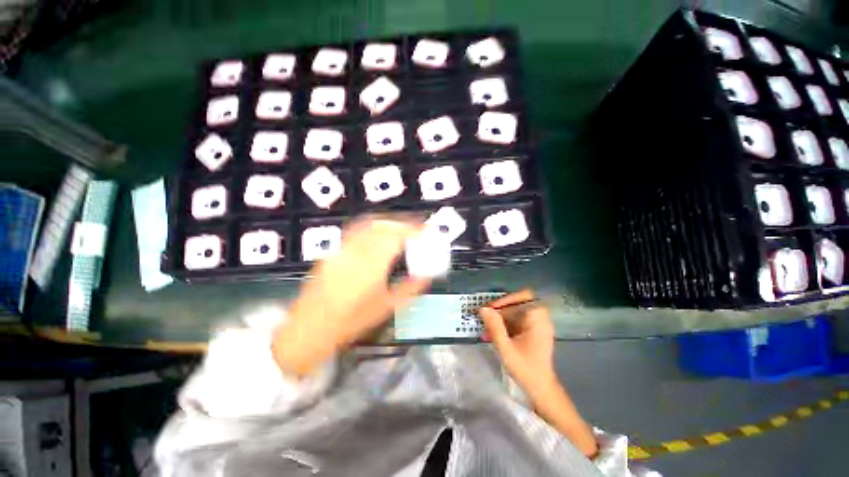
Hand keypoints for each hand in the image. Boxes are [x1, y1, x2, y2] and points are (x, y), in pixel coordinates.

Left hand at [272, 217, 430, 375]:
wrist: (309, 328)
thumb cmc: (350, 322)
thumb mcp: (386, 308)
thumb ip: (409, 288)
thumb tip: (426, 275)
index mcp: (371, 268)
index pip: (395, 237)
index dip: (413, 230)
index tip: (426, 230)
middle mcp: (356, 253)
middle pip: (383, 226)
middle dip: (403, 224)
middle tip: (417, 229)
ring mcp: (342, 249)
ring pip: (369, 224)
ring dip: (389, 222)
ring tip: (402, 229)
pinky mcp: (335, 251)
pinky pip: (357, 229)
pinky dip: (374, 226)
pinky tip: (380, 232)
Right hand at [481, 290, 597, 457]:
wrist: (541, 389)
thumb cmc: (525, 369)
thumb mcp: (506, 348)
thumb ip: (494, 327)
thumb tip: (483, 309)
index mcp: (537, 319)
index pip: (523, 297)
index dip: (506, 299)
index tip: (492, 308)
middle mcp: (540, 318)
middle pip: (518, 303)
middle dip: (500, 309)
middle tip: (486, 317)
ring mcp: (537, 325)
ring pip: (516, 311)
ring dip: (501, 317)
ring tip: (487, 327)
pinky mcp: (532, 331)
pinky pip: (517, 320)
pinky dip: (505, 324)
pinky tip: (493, 334)